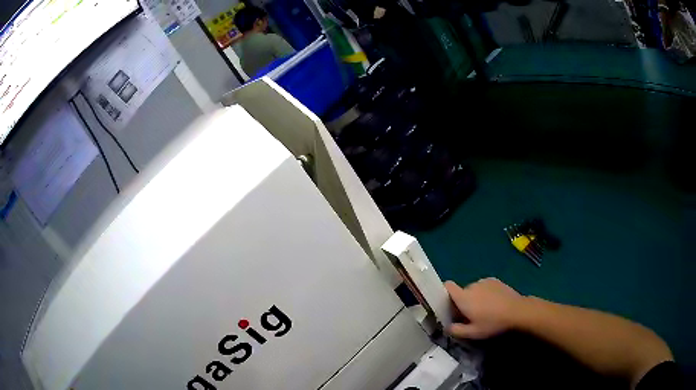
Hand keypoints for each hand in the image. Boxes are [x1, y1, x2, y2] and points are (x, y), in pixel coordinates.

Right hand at [445, 278, 524, 339]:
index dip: (445, 292)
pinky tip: (494, 303)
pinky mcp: (495, 280)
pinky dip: (485, 293)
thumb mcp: (473, 333)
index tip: (448, 304)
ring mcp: (484, 281)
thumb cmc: (493, 322)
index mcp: (464, 297)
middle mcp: (471, 285)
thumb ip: (456, 330)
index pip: (448, 286)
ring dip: (475, 298)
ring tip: (485, 310)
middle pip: (462, 292)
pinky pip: (484, 286)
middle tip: (471, 315)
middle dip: (463, 302)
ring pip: (473, 290)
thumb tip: (446, 327)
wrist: (517, 311)